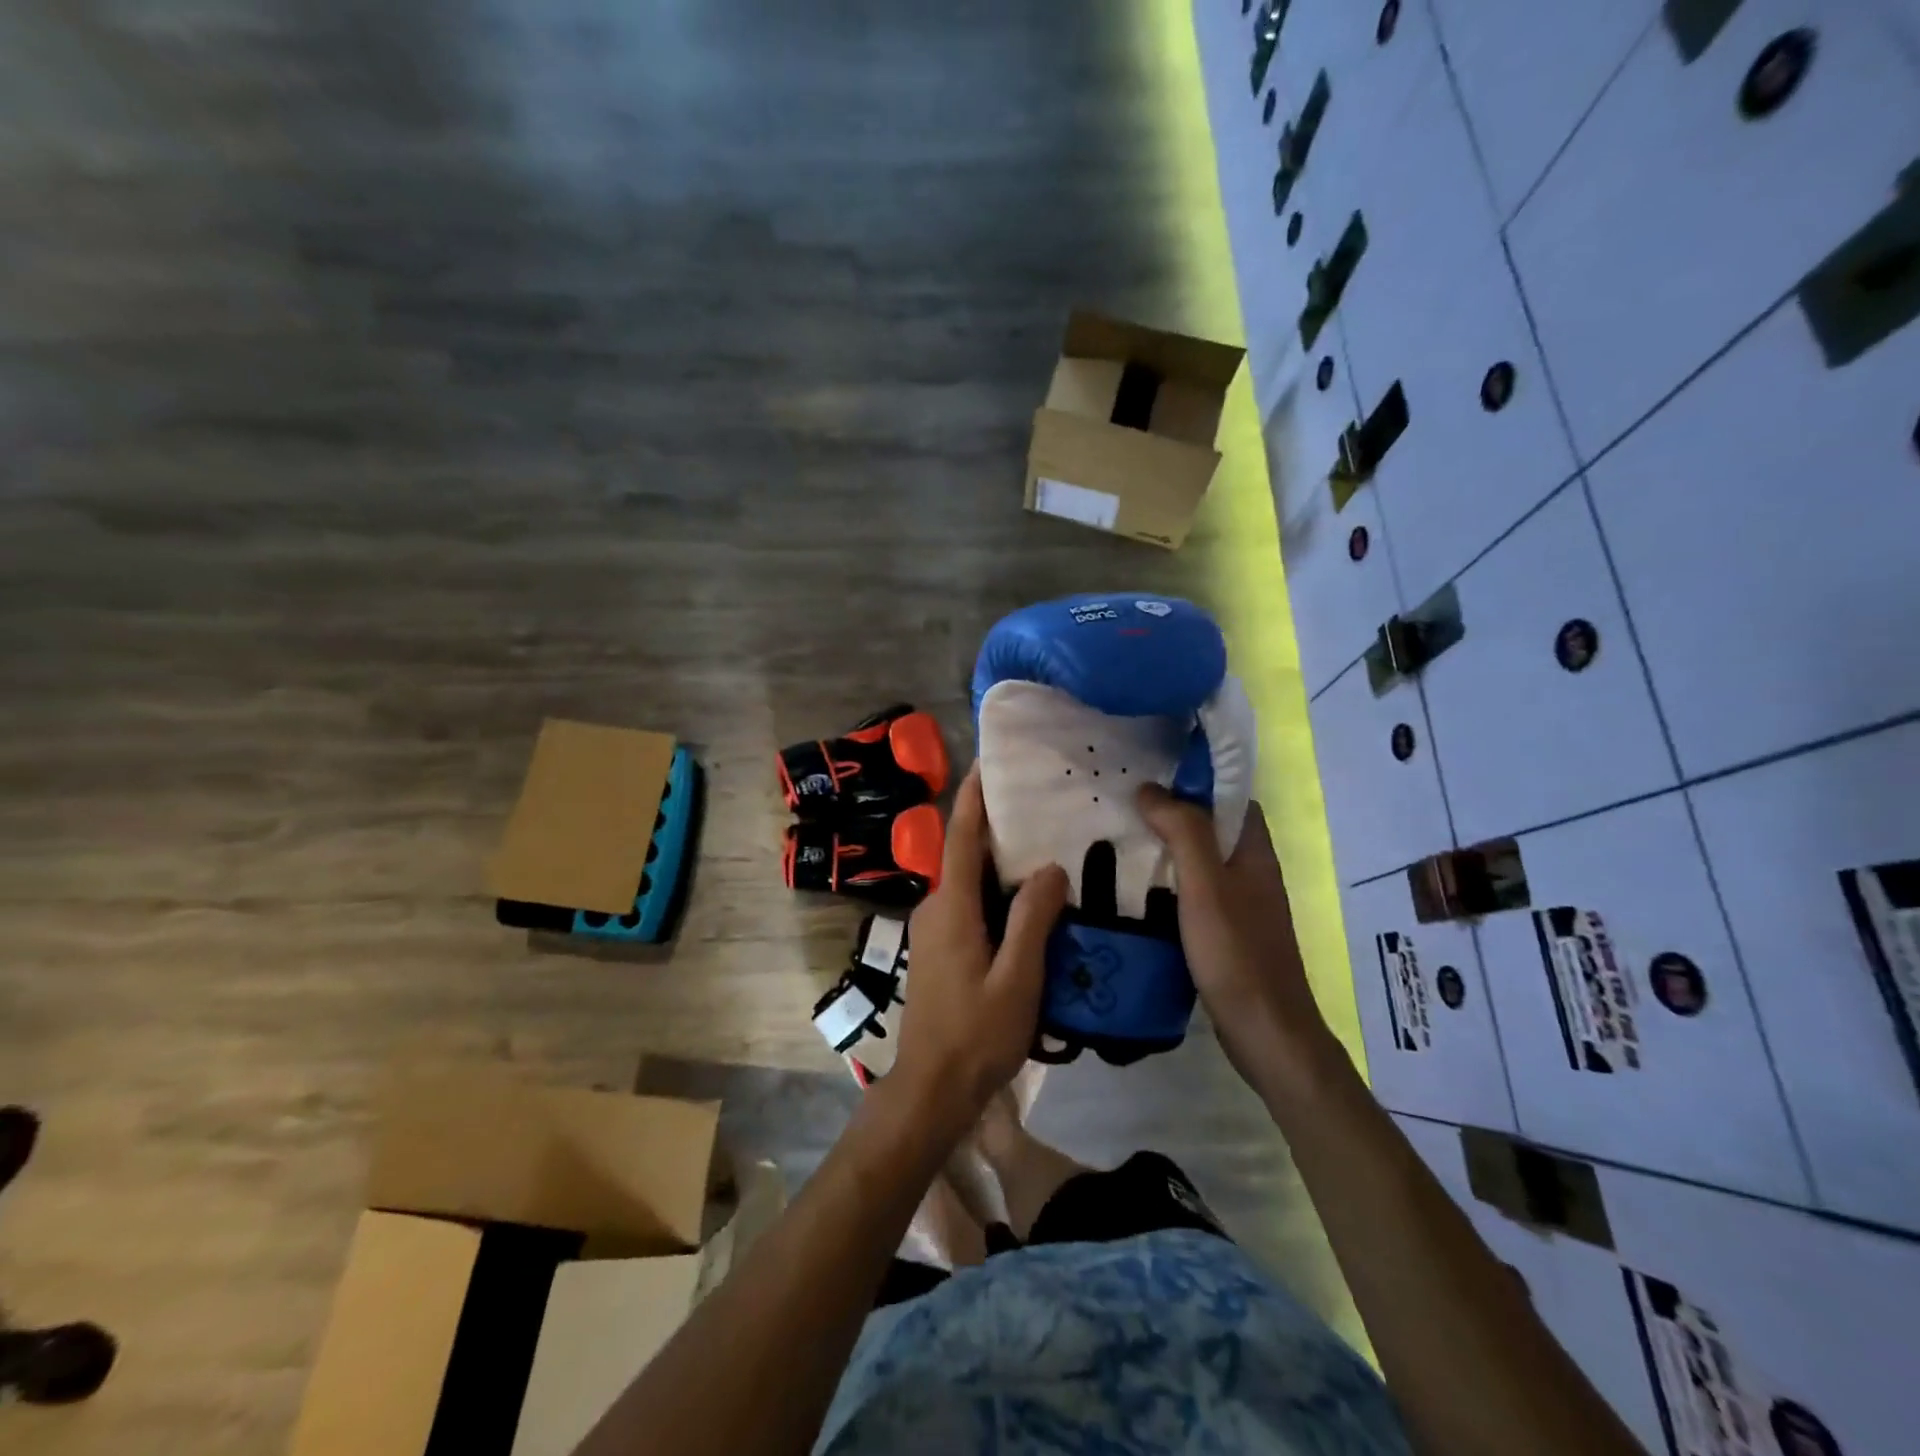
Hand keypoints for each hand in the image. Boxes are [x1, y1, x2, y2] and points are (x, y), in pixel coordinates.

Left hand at [891, 765, 1068, 1140]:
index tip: (988, 762)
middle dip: (996, 826)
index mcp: (951, 907)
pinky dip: (996, 890)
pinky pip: (970, 903)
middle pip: (965, 854)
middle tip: (1039, 804)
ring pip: (969, 881)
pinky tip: (1029, 899)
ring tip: (1045, 845)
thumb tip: (1049, 867)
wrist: (932, 1088)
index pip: (960, 837)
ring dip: (999, 861)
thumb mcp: (1017, 979)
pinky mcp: (941, 947)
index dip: (973, 797)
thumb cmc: (976, 1034)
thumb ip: (1033, 920)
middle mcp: (936, 907)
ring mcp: (934, 928)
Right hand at [1138, 785, 1333, 1095]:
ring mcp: (1242, 904)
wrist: (1266, 1032)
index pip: (1230, 798)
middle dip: (1175, 813)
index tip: (1152, 775)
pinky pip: (1197, 891)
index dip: (1196, 782)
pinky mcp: (1228, 932)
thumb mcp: (1205, 885)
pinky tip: (1140, 890)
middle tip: (1126, 807)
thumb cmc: (1236, 952)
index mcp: (1254, 851)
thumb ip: (1183, 832)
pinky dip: (1171, 882)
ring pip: (1203, 860)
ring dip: (1170, 848)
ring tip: (1124, 840)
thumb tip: (1151, 788)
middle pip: (1214, 827)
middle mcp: (1252, 871)